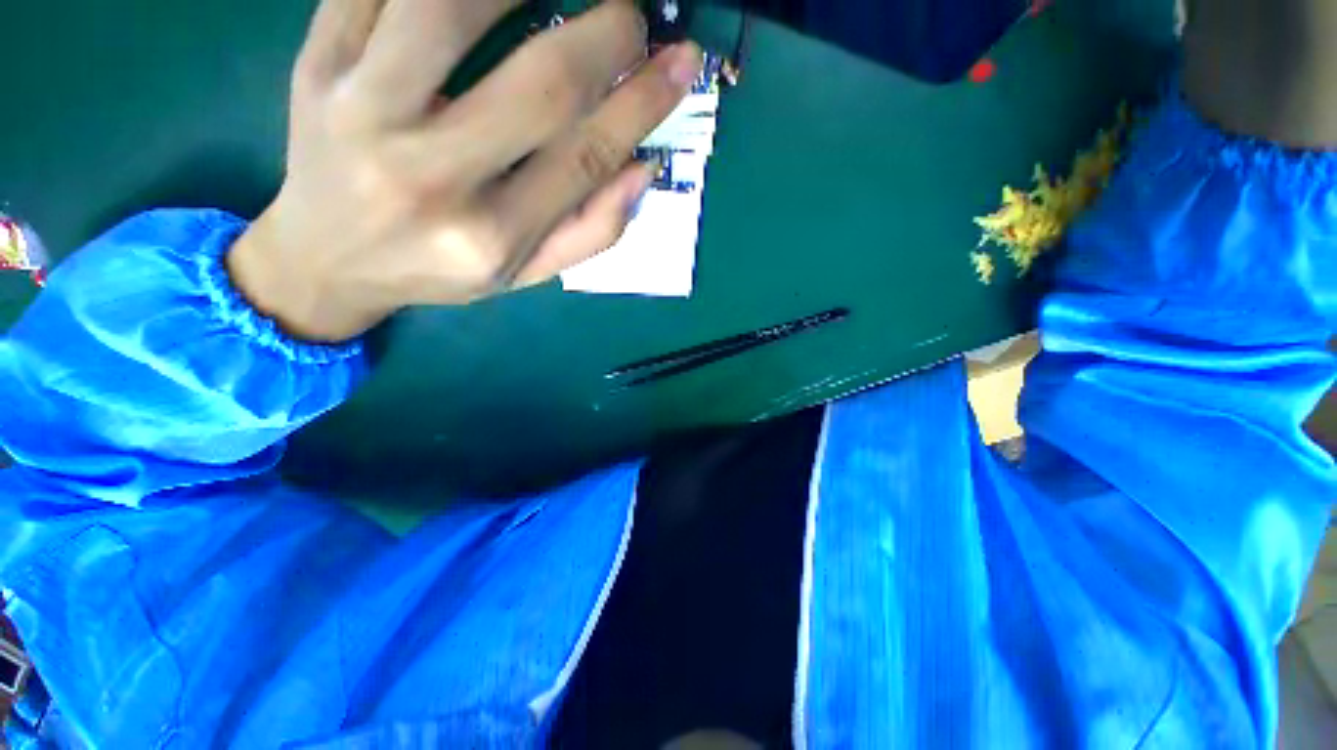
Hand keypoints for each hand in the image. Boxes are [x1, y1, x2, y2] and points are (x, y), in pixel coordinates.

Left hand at [227, 0, 701, 342]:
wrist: (329, 258)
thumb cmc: (440, 270)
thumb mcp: (525, 275)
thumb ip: (590, 232)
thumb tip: (642, 168)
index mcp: (491, 236)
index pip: (586, 157)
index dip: (642, 103)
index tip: (681, 62)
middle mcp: (431, 176)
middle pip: (540, 85)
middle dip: (605, 35)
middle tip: (632, 15)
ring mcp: (362, 109)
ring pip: (451, 9)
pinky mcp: (318, 63)